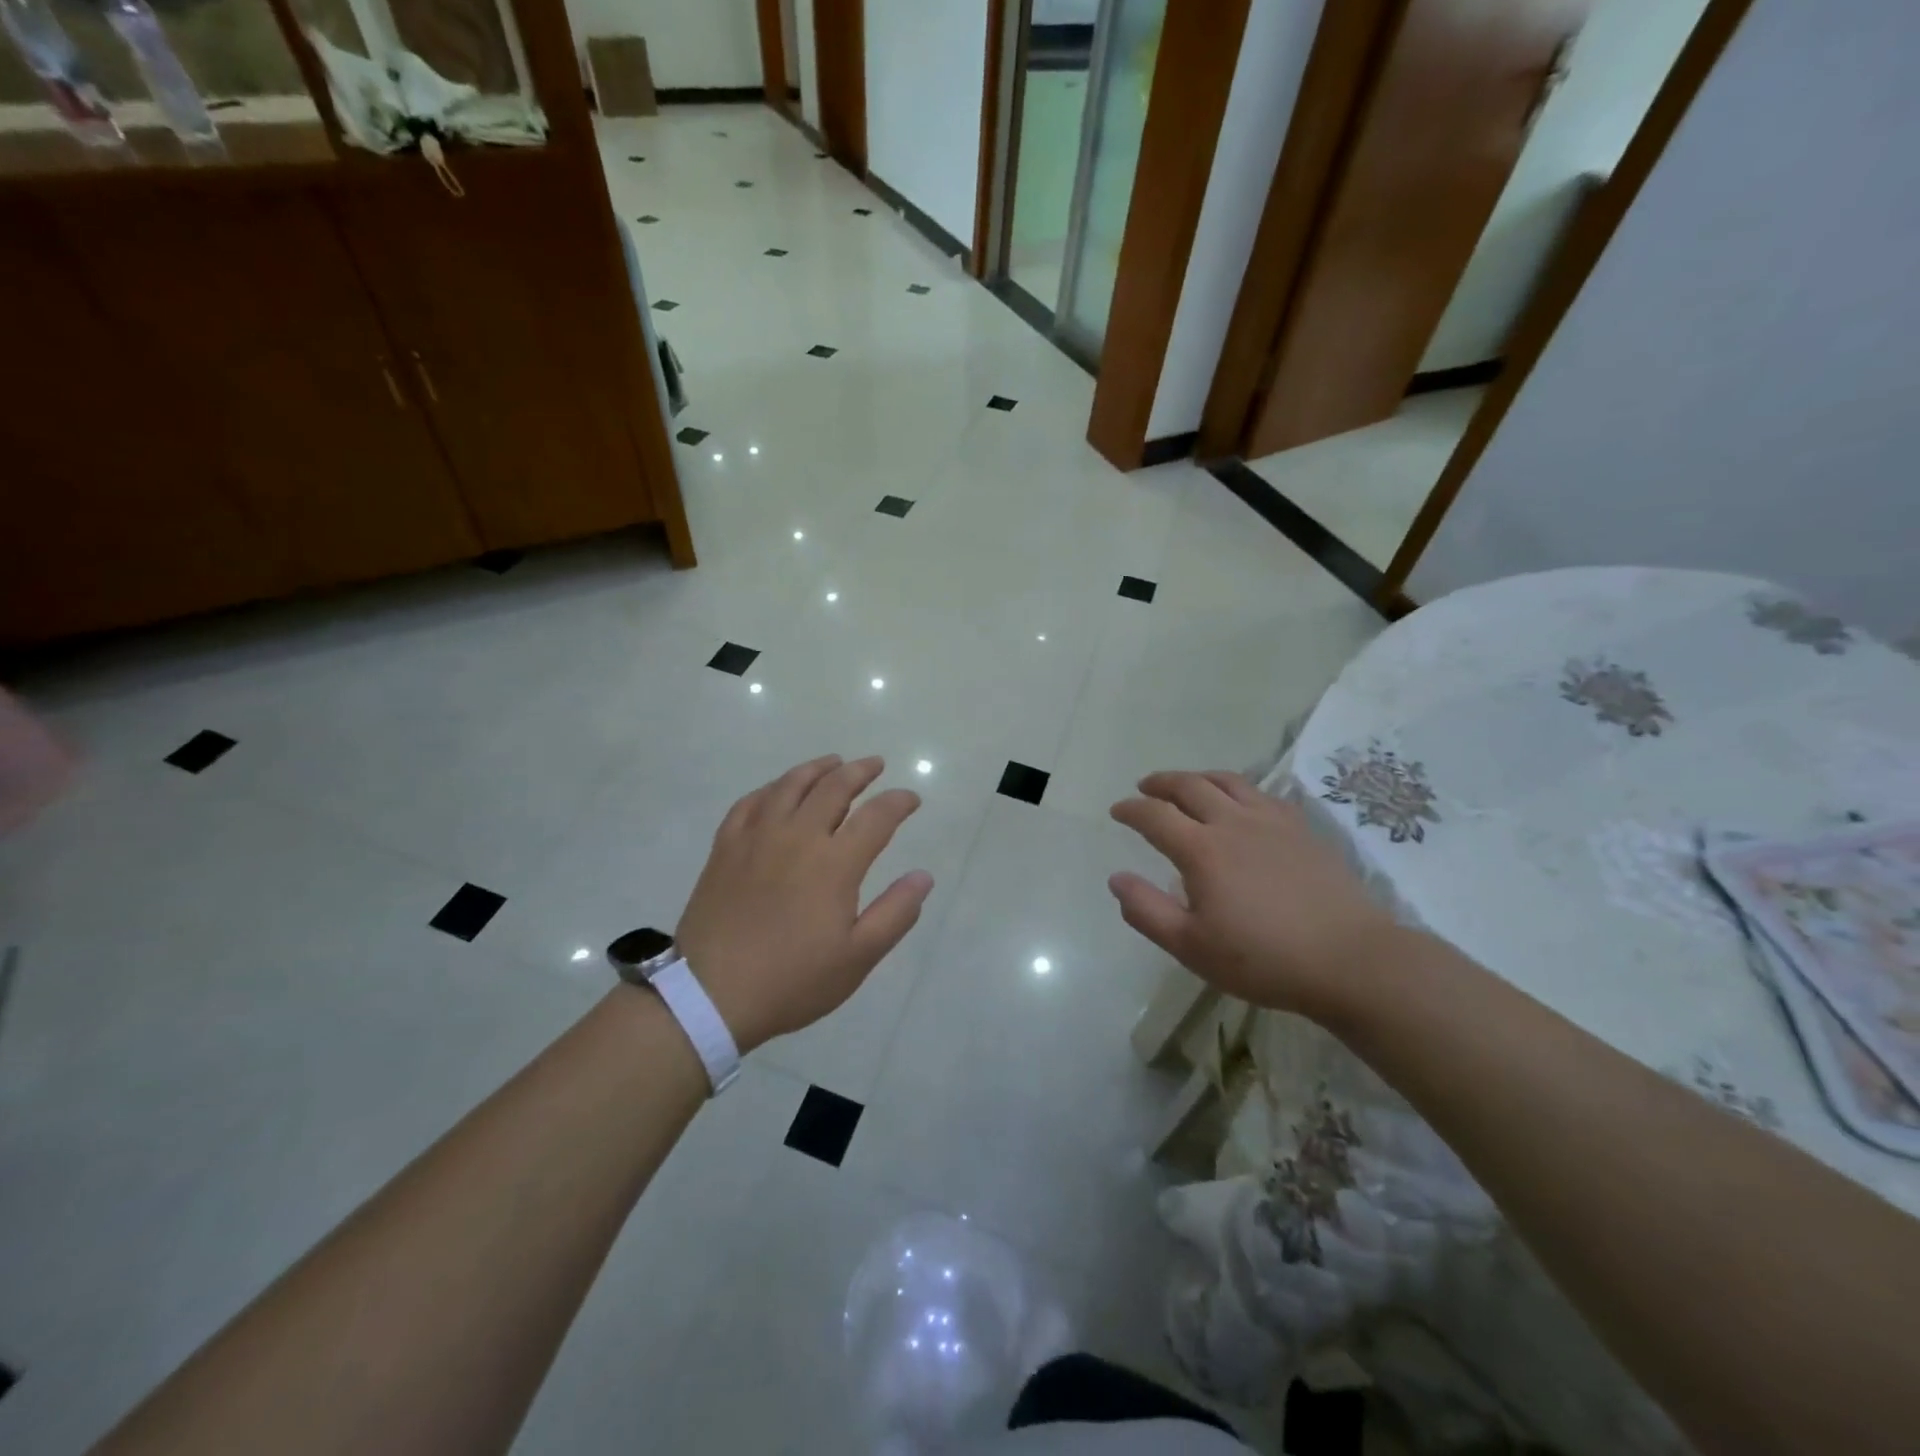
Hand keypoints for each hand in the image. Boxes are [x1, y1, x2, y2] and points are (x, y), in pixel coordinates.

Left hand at [677, 755, 933, 1051]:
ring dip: (817, 768)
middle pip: (834, 787)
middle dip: (860, 771)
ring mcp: (757, 837)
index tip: (911, 799)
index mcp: (834, 863)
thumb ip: (895, 913)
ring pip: (790, 785)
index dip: (899, 802)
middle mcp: (797, 836)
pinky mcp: (726, 847)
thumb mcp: (857, 958)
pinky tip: (778, 790)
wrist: (710, 995)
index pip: (876, 817)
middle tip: (876, 765)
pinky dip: (771, 788)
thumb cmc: (792, 980)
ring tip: (833, 762)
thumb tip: (923, 876)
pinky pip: (750, 802)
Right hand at [1108, 770, 1398, 1022]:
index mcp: (1202, 850)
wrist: (1349, 959)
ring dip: (1198, 777)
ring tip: (1187, 784)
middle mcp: (1233, 822)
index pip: (1154, 816)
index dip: (1131, 809)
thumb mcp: (1191, 947)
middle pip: (1189, 786)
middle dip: (1161, 783)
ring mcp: (1271, 821)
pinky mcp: (1301, 829)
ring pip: (1227, 781)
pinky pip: (1261, 793)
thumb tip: (1116, 879)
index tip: (1117, 810)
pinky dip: (1237, 788)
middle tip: (1145, 786)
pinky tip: (1240, 801)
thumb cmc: (1263, 959)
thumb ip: (1147, 911)